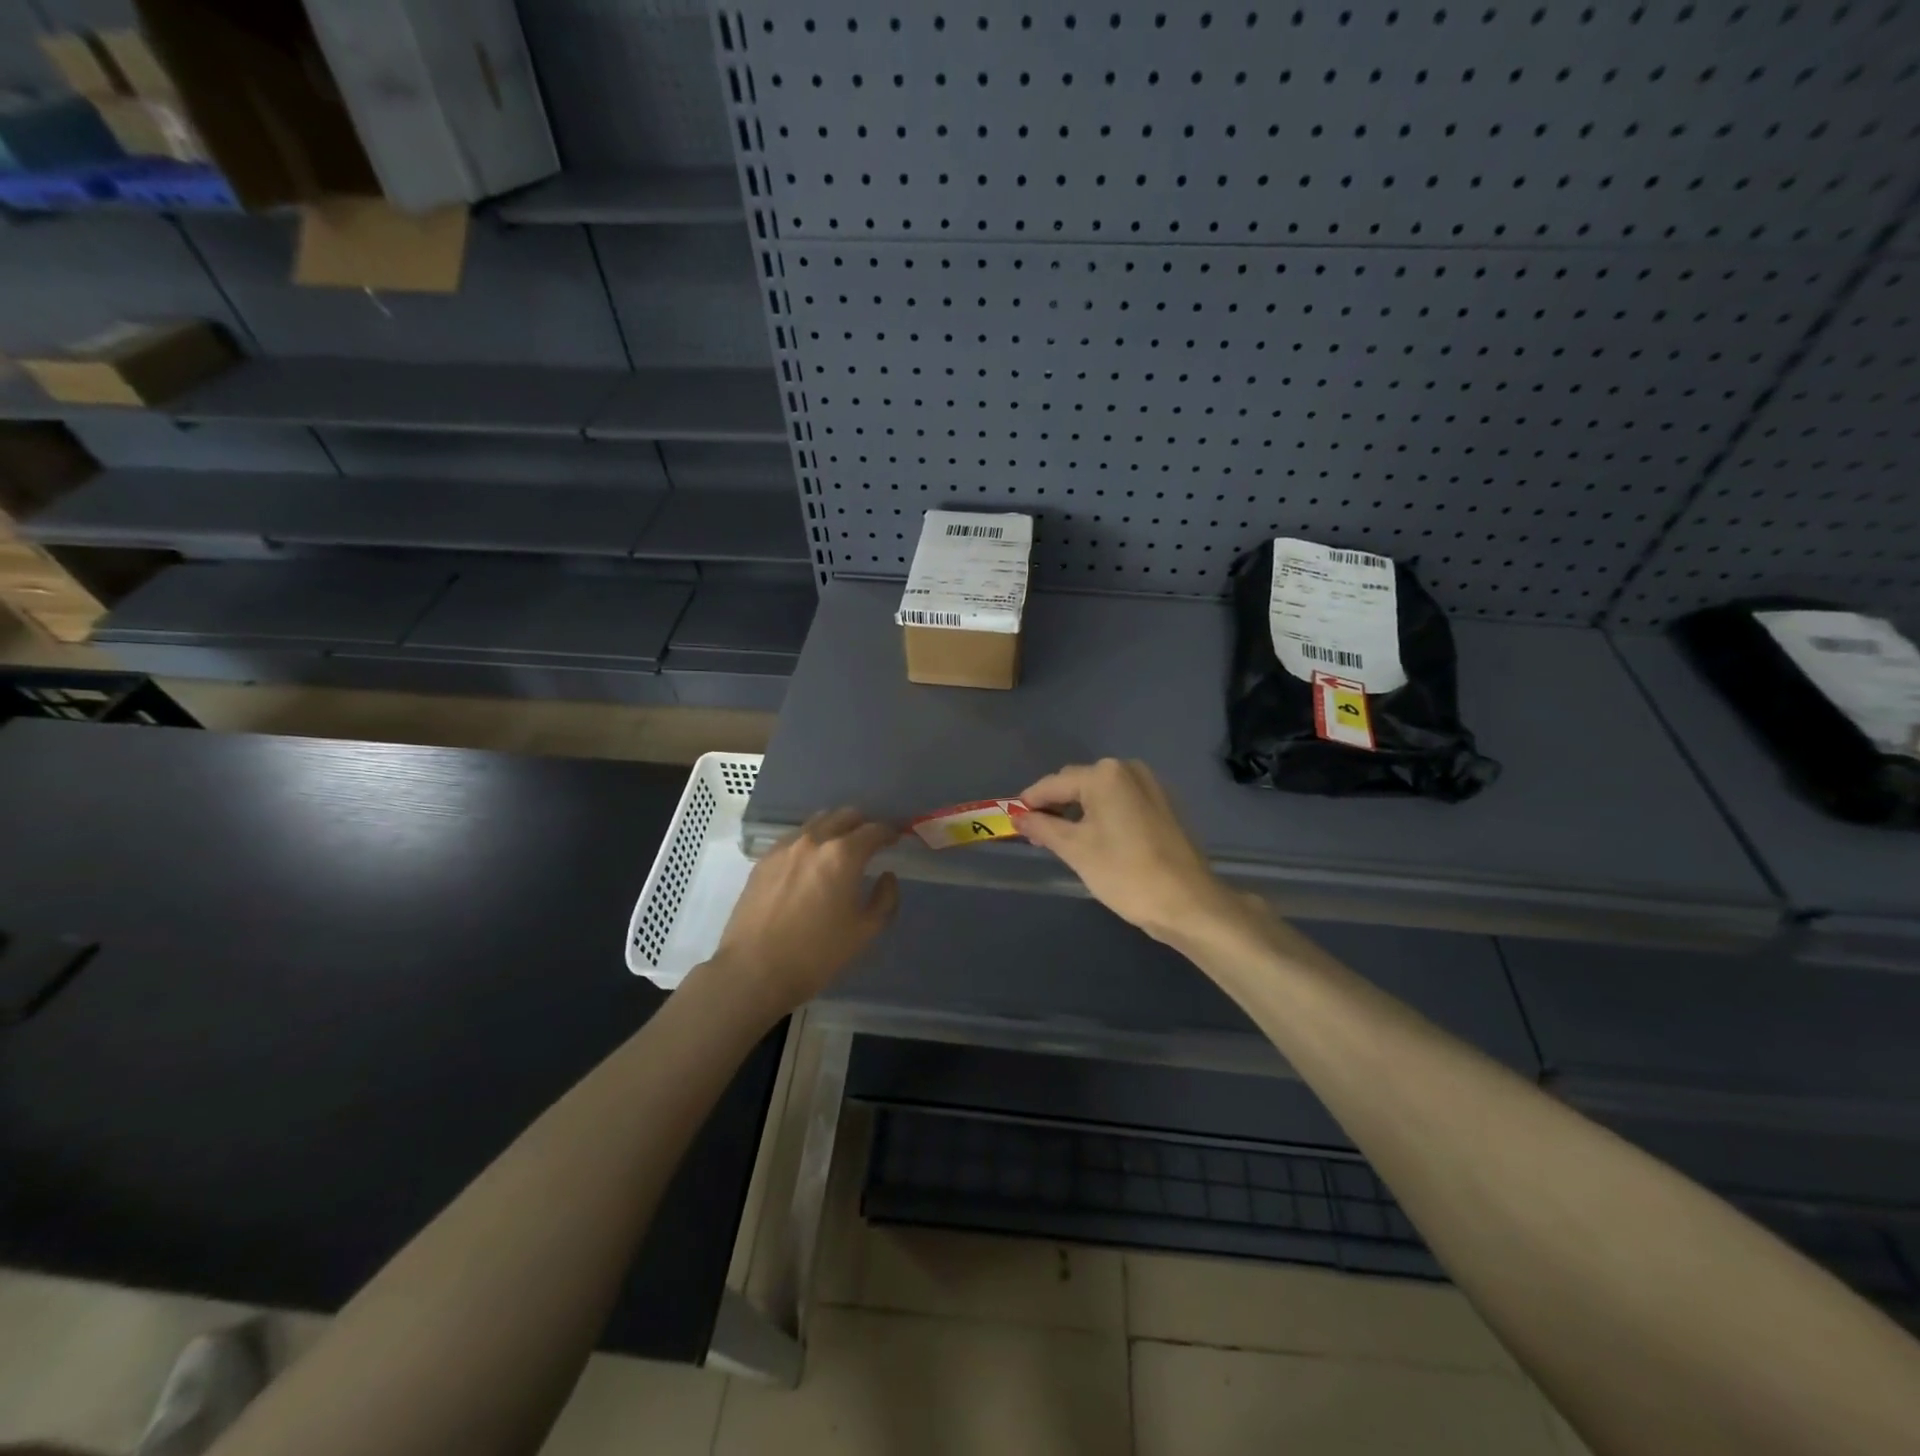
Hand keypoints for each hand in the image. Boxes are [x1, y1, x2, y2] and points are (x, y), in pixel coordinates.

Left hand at [709, 808, 900, 1015]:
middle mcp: (814, 840)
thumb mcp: (865, 932)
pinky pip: (795, 837)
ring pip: (818, 822)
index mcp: (843, 855)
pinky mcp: (764, 859)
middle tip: (871, 842)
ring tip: (841, 849)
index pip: (874, 830)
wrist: (754, 970)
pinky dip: (811, 841)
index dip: (890, 832)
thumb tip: (887, 877)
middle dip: (863, 824)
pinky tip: (811, 863)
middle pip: (845, 815)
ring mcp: (785, 847)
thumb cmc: (816, 953)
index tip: (896, 839)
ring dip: (836, 828)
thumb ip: (885, 899)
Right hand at [1019, 759, 1259, 946]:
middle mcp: (1128, 769)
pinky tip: (1096, 840)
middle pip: (1077, 784)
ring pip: (1100, 794)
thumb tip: (1018, 817)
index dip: (1030, 802)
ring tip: (1063, 841)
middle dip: (1055, 806)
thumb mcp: (1075, 850)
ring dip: (1078, 812)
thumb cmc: (1125, 873)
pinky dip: (1103, 815)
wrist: (1188, 902)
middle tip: (1037, 836)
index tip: (1012, 821)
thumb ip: (1043, 827)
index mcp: (1104, 775)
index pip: (1053, 784)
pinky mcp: (1163, 805)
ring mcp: (1150, 785)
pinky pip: (1121, 802)